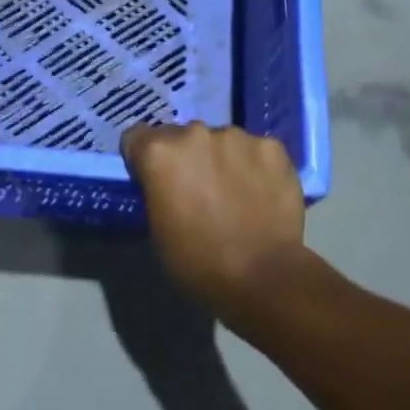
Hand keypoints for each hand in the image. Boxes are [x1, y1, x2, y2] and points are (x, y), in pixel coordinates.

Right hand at [120, 122, 308, 319]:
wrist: (264, 276)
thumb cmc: (199, 261)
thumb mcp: (157, 228)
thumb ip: (156, 190)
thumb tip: (166, 183)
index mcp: (160, 153)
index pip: (137, 137)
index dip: (143, 159)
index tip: (154, 180)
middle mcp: (195, 133)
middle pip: (181, 136)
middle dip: (186, 157)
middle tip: (199, 190)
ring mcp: (237, 136)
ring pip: (221, 140)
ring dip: (221, 159)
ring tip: (235, 193)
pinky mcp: (272, 147)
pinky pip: (255, 150)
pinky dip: (255, 165)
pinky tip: (262, 192)